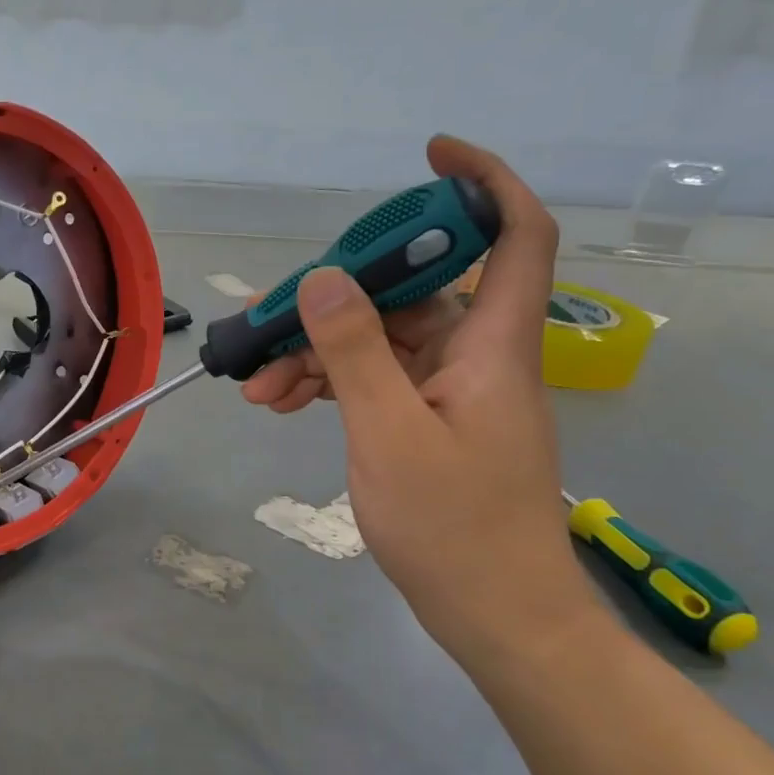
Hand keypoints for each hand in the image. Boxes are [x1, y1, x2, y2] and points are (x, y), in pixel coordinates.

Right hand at [244, 136, 598, 664]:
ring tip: (259, 386)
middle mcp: (477, 355)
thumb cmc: (453, 527)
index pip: (514, 234)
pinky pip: (377, 381)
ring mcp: (452, 391)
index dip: (482, 183)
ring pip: (382, 341)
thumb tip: (323, 278)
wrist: (497, 617)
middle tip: (273, 320)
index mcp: (492, 344)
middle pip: (413, 291)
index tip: (428, 157)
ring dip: (319, 354)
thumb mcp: (389, 433)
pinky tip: (281, 405)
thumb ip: (354, 352)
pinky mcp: (430, 422)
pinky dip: (331, 386)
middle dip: (338, 300)